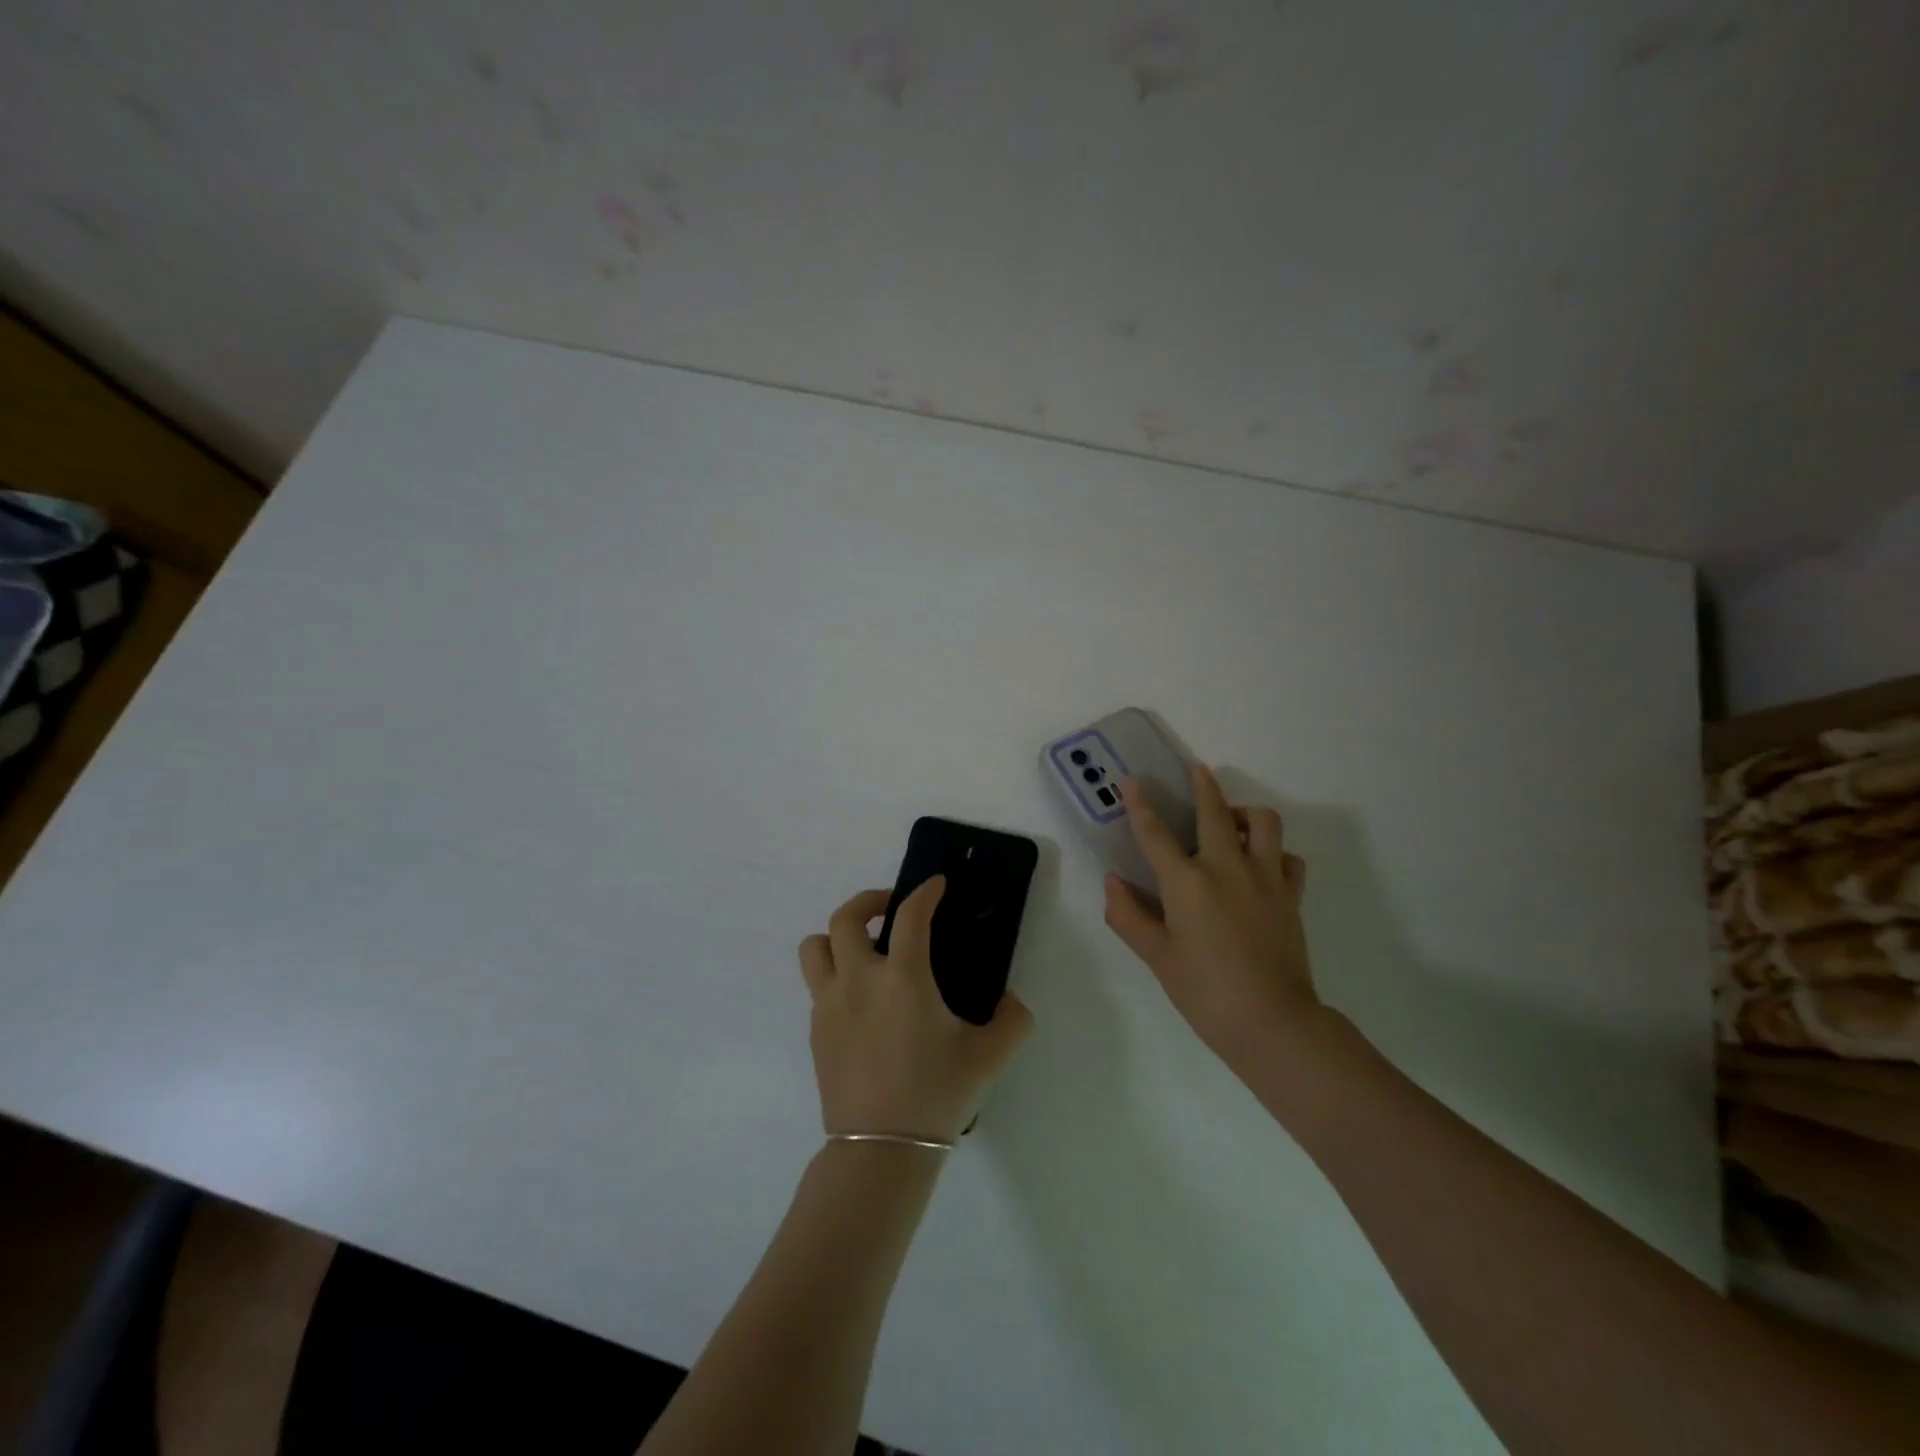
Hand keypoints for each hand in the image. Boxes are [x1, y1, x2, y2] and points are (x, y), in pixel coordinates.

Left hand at [799, 881, 1032, 1143]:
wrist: (880, 1151)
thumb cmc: (935, 1095)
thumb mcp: (988, 1057)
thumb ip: (1012, 1021)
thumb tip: (1011, 1002)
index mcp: (903, 978)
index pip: (911, 915)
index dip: (925, 892)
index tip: (936, 885)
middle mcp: (859, 980)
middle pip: (846, 917)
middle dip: (870, 901)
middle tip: (893, 909)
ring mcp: (829, 1004)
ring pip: (816, 946)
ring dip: (839, 936)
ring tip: (865, 949)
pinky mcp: (815, 1030)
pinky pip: (817, 985)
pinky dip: (836, 975)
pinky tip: (862, 1000)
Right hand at [1104, 764, 1320, 1069]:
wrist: (1272, 1022)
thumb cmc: (1205, 992)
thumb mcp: (1157, 957)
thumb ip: (1129, 916)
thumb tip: (1113, 883)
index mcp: (1186, 883)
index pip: (1155, 833)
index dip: (1139, 804)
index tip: (1131, 780)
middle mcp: (1226, 868)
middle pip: (1215, 811)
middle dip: (1203, 785)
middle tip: (1196, 771)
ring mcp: (1265, 878)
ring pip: (1263, 822)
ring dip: (1245, 813)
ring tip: (1232, 823)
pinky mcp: (1290, 895)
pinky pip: (1287, 857)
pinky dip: (1274, 852)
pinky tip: (1261, 864)